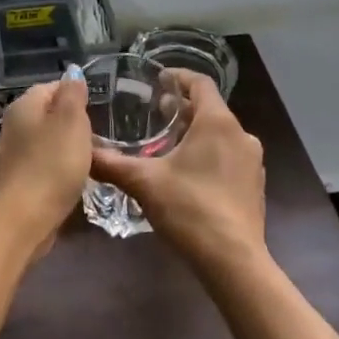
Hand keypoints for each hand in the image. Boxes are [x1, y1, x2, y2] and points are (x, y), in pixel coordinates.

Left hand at [0, 78, 93, 257]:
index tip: (97, 112)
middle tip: (97, 140)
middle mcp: (11, 126)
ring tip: (89, 163)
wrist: (23, 219)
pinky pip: (40, 167)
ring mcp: (9, 156)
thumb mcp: (71, 122)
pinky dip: (55, 170)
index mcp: (23, 106)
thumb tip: (72, 73)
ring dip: (65, 150)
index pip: (51, 87)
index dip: (75, 96)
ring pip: (44, 143)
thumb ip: (72, 94)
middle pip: (47, 116)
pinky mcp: (14, 183)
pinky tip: (70, 182)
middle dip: (72, 125)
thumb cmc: (52, 164)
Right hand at [91, 71, 267, 279]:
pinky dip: (209, 155)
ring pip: (221, 134)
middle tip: (155, 114)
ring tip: (168, 144)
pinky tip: (189, 174)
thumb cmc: (189, 209)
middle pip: (211, 109)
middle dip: (183, 109)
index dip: (178, 77)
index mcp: (217, 122)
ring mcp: (252, 161)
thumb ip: (111, 163)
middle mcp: (241, 135)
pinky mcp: (255, 185)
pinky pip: (230, 157)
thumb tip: (83, 151)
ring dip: (196, 133)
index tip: (158, 79)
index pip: (200, 83)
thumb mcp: (143, 182)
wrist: (233, 261)